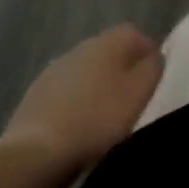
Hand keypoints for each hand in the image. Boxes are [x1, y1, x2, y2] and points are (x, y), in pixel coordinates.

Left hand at [0, 25, 162, 174]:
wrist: (36, 154)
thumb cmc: (98, 119)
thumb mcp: (140, 92)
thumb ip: (153, 67)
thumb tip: (154, 56)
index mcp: (107, 42)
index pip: (134, 33)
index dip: (147, 52)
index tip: (153, 78)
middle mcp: (79, 48)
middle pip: (109, 51)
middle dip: (122, 69)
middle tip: (132, 98)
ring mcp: (53, 71)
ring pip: (86, 71)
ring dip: (97, 86)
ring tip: (105, 115)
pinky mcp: (34, 96)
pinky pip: (66, 92)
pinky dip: (76, 102)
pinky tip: (78, 125)